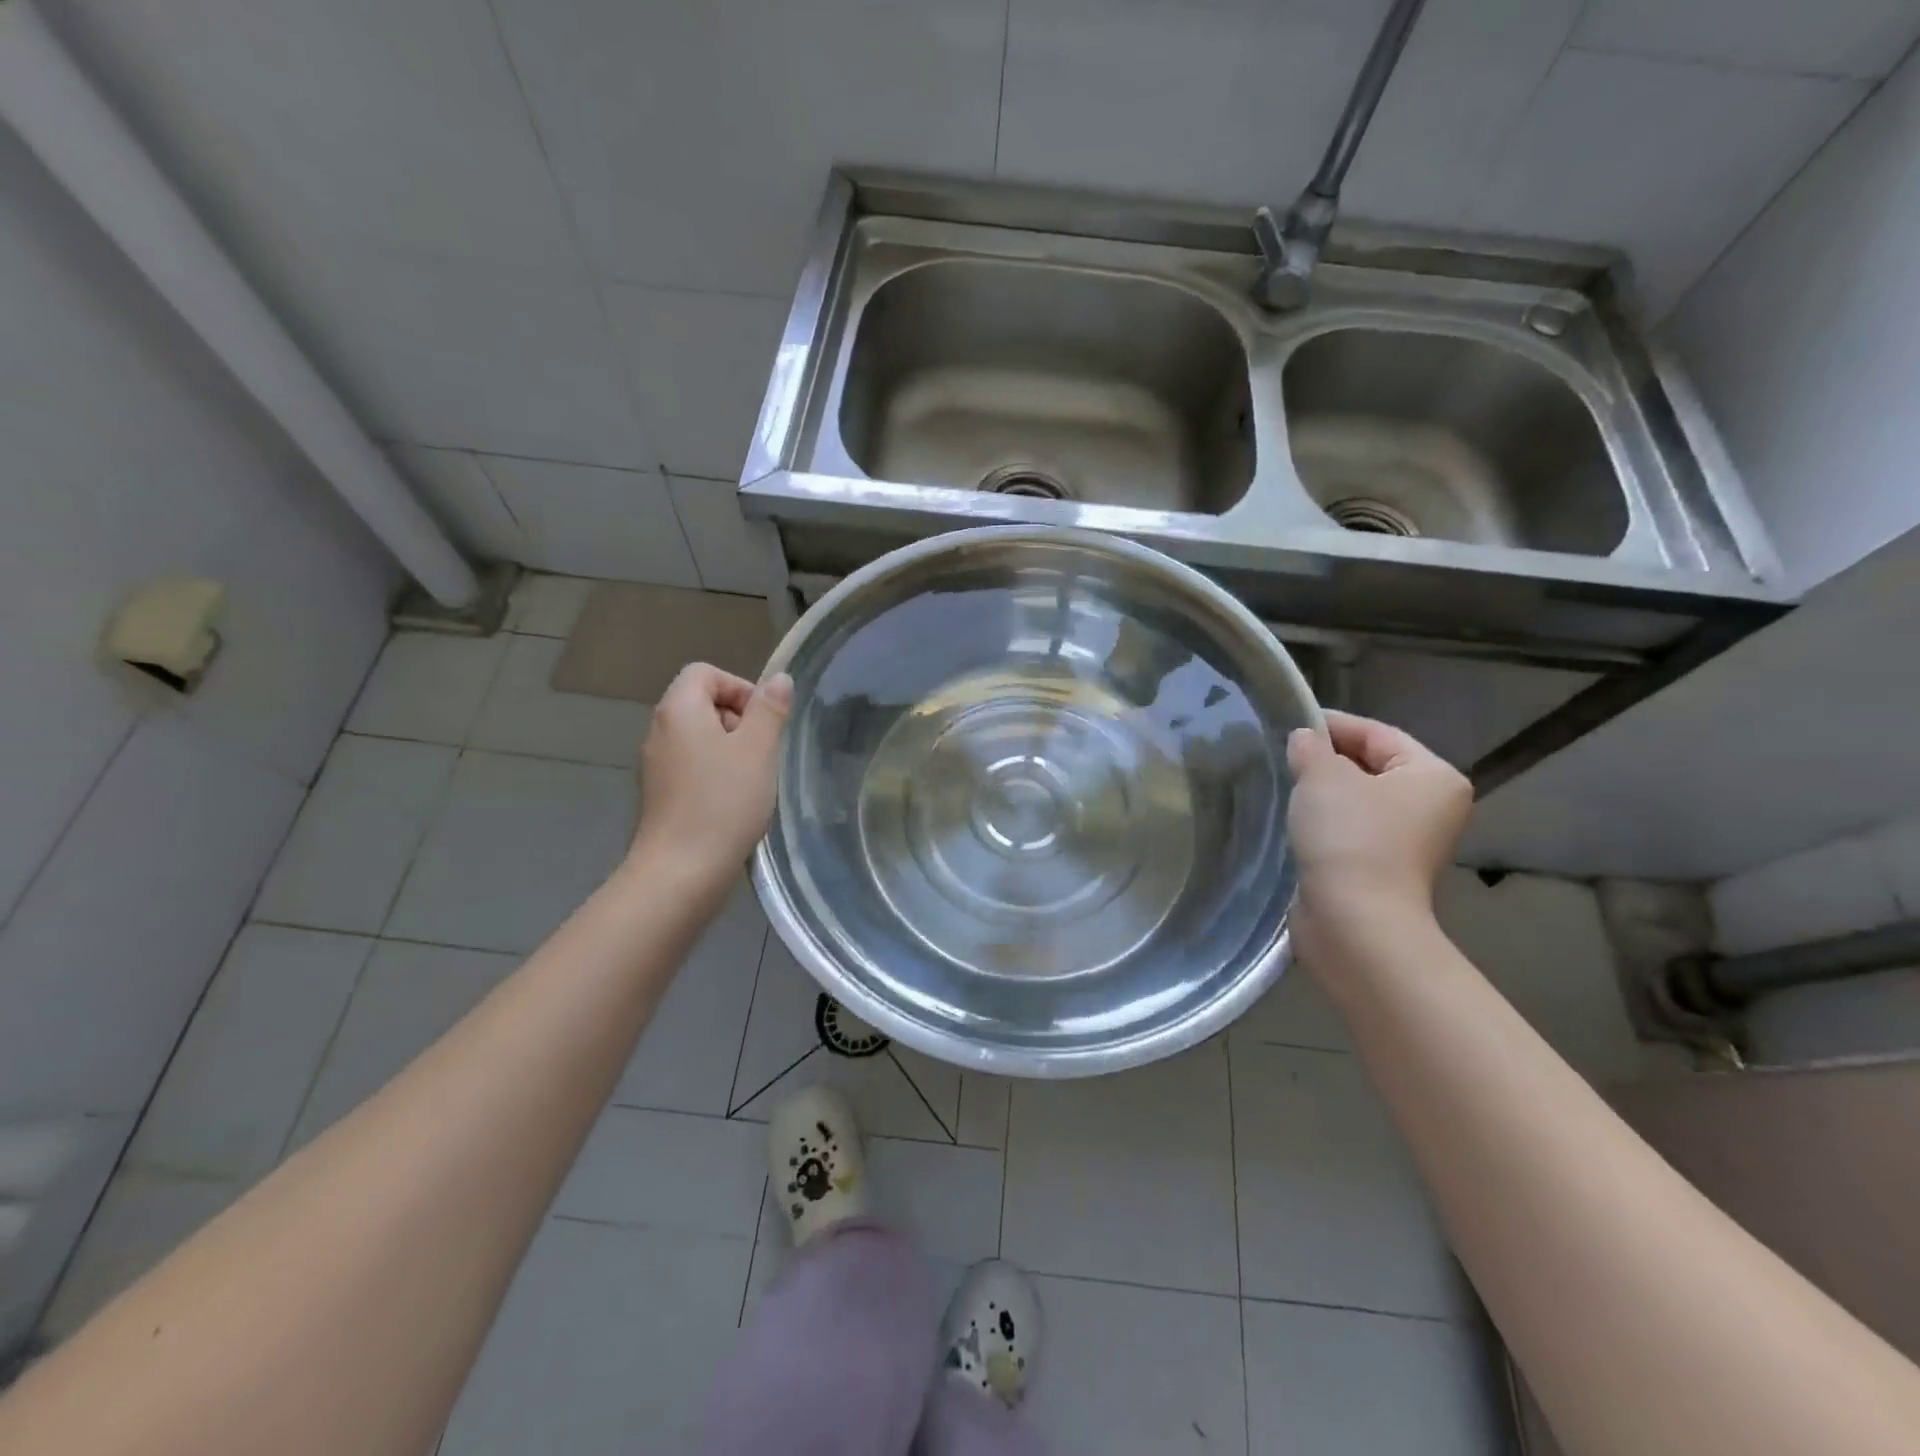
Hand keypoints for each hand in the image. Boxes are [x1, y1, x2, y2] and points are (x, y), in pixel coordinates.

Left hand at [631, 663, 792, 891]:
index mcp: (679, 710)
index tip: (763, 722)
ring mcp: (656, 765)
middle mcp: (660, 731)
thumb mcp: (758, 749)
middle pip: (702, 703)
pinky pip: (692, 767)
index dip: (740, 687)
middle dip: (739, 720)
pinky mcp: (660, 795)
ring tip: (752, 780)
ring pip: (700, 738)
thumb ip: (770, 710)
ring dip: (731, 750)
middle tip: (762, 753)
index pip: (705, 672)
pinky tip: (734, 803)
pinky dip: (715, 775)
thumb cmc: (723, 802)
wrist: (681, 871)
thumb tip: (779, 679)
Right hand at [1286, 710, 1471, 943]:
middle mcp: (1431, 807)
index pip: (1378, 733)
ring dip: (1322, 793)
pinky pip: (1350, 831)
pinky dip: (1324, 822)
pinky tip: (1294, 820)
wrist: (1355, 921)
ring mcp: (1408, 842)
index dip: (1333, 724)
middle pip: (1371, 766)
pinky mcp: (1381, 869)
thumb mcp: (1322, 777)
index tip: (1290, 722)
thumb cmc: (1349, 837)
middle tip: (1282, 754)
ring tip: (1282, 783)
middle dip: (1326, 759)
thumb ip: (1311, 748)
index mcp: (1433, 776)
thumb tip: (1304, 739)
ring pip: (1358, 800)